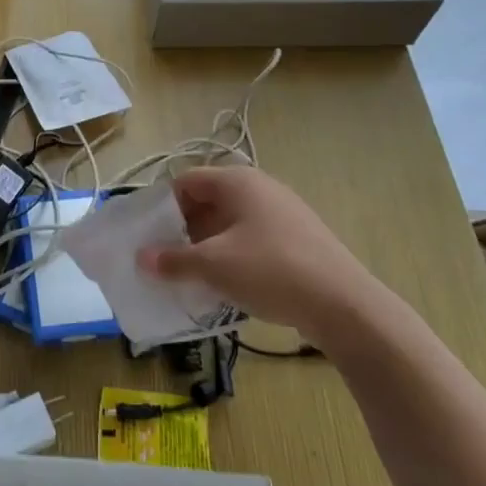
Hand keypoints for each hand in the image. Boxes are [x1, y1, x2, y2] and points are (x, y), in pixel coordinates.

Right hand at [136, 165, 390, 343]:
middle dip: (182, 229)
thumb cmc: (270, 270)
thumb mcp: (213, 265)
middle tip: (163, 258)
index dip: (162, 205)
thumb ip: (173, 260)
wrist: (343, 304)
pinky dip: (231, 256)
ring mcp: (282, 213)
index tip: (147, 235)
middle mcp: (260, 189)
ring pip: (229, 224)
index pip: (186, 181)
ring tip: (189, 275)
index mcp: (237, 182)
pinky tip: (225, 285)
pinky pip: (251, 240)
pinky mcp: (296, 239)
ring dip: (206, 246)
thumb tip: (141, 258)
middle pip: (207, 201)